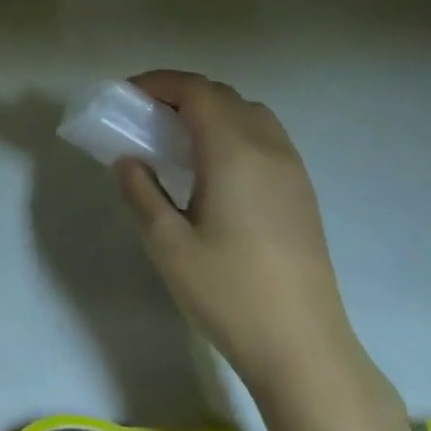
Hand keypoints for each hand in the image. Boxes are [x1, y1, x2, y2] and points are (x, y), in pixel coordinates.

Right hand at [114, 70, 348, 383]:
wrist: (303, 347)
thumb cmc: (229, 293)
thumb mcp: (168, 245)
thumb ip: (141, 192)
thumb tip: (127, 159)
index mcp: (233, 152)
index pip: (196, 91)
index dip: (160, 83)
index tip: (129, 96)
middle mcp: (267, 147)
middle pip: (223, 95)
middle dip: (182, 94)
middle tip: (147, 116)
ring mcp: (292, 168)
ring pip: (249, 112)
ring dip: (212, 110)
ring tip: (180, 138)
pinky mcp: (303, 191)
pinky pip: (266, 136)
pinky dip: (235, 130)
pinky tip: (216, 168)